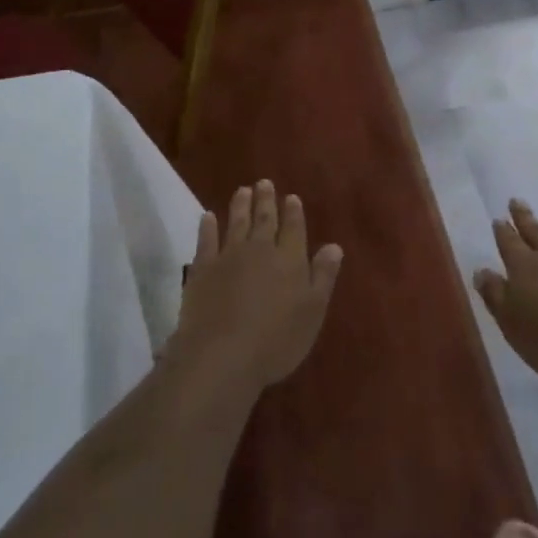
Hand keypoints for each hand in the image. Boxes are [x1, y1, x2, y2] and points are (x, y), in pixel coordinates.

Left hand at [168, 180, 342, 392]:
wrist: (222, 355)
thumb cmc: (276, 340)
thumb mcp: (312, 312)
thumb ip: (323, 276)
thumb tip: (334, 246)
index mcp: (289, 259)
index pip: (293, 228)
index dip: (293, 212)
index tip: (291, 197)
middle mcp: (260, 250)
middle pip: (264, 220)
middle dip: (266, 200)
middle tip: (264, 182)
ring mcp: (228, 257)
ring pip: (237, 224)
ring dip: (240, 206)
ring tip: (243, 190)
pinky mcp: (203, 269)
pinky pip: (206, 241)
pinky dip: (208, 227)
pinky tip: (208, 216)